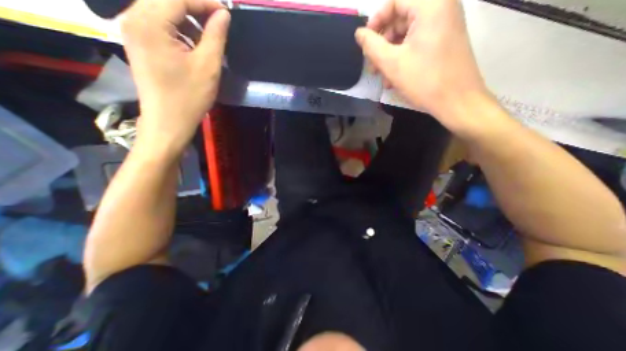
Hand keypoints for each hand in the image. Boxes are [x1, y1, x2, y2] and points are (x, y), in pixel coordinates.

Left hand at [121, 1, 229, 155]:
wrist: (168, 120)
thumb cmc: (190, 96)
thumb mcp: (208, 67)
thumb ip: (215, 36)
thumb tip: (223, 15)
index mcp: (150, 23)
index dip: (204, 1)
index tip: (226, 12)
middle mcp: (133, 18)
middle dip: (194, 7)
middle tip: (218, 22)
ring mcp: (132, 30)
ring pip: (160, 9)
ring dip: (186, 19)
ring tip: (207, 37)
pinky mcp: (137, 42)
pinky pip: (157, 23)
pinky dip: (177, 29)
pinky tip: (192, 45)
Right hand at [354, 0, 491, 133]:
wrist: (457, 101)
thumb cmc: (424, 80)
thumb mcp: (392, 63)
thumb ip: (371, 46)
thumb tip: (359, 33)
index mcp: (431, 5)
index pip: (395, 1)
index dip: (376, 21)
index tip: (365, 43)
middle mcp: (441, 8)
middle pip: (400, 18)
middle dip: (382, 44)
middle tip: (372, 65)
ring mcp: (443, 26)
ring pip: (406, 34)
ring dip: (389, 55)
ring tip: (381, 76)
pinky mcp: (443, 42)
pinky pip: (416, 44)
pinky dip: (402, 58)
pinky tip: (393, 78)